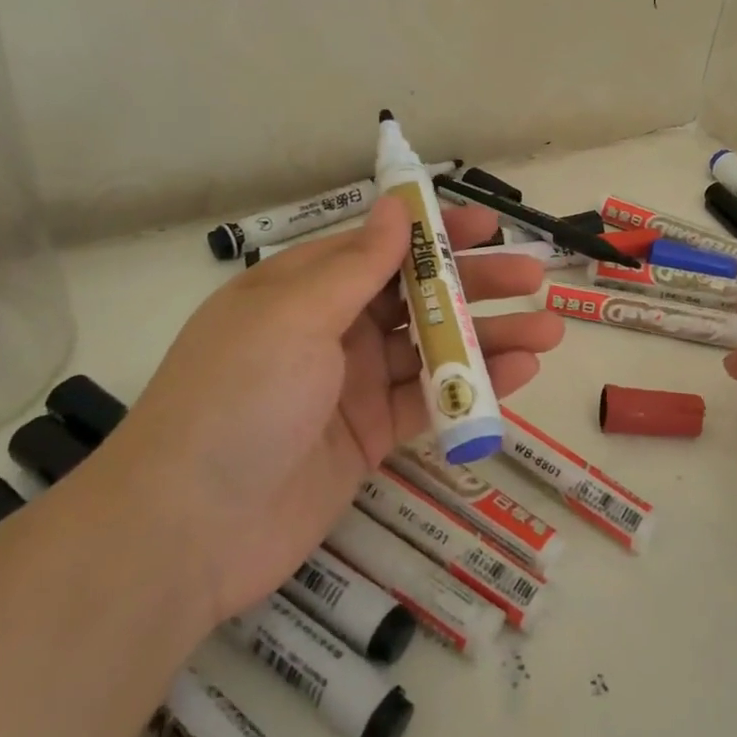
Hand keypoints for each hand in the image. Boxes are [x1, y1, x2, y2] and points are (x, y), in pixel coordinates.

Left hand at [106, 197, 562, 620]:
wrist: (187, 531)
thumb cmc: (238, 399)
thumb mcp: (295, 317)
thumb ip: (356, 265)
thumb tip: (395, 205)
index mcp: (303, 289)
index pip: (380, 247)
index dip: (435, 234)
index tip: (488, 227)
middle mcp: (330, 330)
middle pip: (415, 296)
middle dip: (474, 285)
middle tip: (532, 278)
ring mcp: (351, 386)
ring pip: (431, 349)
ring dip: (487, 337)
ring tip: (548, 330)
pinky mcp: (369, 437)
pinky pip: (429, 401)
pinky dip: (472, 387)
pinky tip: (519, 374)